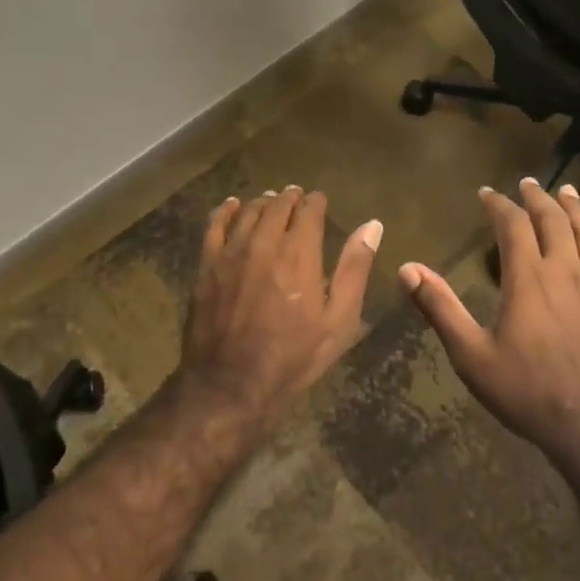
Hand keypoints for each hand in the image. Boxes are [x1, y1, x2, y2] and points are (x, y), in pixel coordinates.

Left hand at [177, 186, 381, 431]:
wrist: (230, 383)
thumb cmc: (293, 356)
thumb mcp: (338, 320)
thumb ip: (354, 269)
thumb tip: (372, 226)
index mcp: (300, 252)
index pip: (309, 210)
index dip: (316, 202)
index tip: (320, 201)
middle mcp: (265, 242)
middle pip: (278, 206)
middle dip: (290, 198)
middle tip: (297, 197)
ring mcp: (231, 251)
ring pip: (248, 212)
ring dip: (263, 202)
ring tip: (271, 201)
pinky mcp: (206, 265)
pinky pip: (215, 225)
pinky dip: (226, 210)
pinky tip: (232, 205)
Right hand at [398, 179, 579, 464]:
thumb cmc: (526, 392)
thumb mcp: (471, 355)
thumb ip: (440, 308)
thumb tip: (407, 268)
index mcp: (529, 279)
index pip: (513, 226)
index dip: (499, 205)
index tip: (487, 193)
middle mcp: (567, 272)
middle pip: (555, 221)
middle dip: (538, 198)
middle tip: (527, 183)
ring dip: (578, 210)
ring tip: (568, 192)